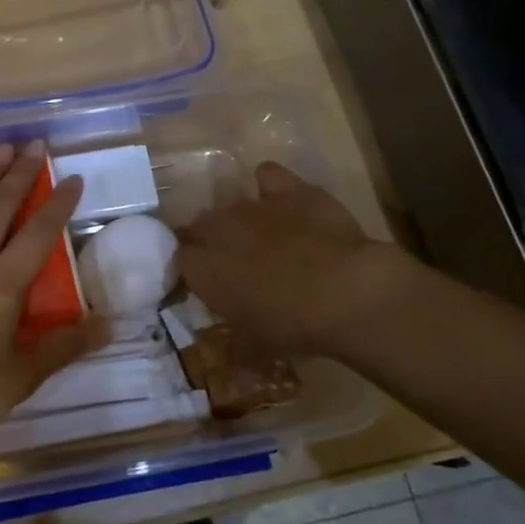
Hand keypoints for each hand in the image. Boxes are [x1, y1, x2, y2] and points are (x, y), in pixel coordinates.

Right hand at [176, 161, 416, 361]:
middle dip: (210, 240)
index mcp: (202, 268)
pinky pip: (267, 175)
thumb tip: (233, 348)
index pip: (180, 260)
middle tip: (234, 262)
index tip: (209, 285)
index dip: (193, 271)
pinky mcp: (287, 188)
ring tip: (261, 235)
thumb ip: (235, 339)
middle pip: (199, 226)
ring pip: (229, 201)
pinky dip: (270, 185)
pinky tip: (282, 200)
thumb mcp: (256, 346)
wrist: (344, 291)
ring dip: (238, 217)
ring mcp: (252, 204)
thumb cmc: (293, 326)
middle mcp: (217, 229)